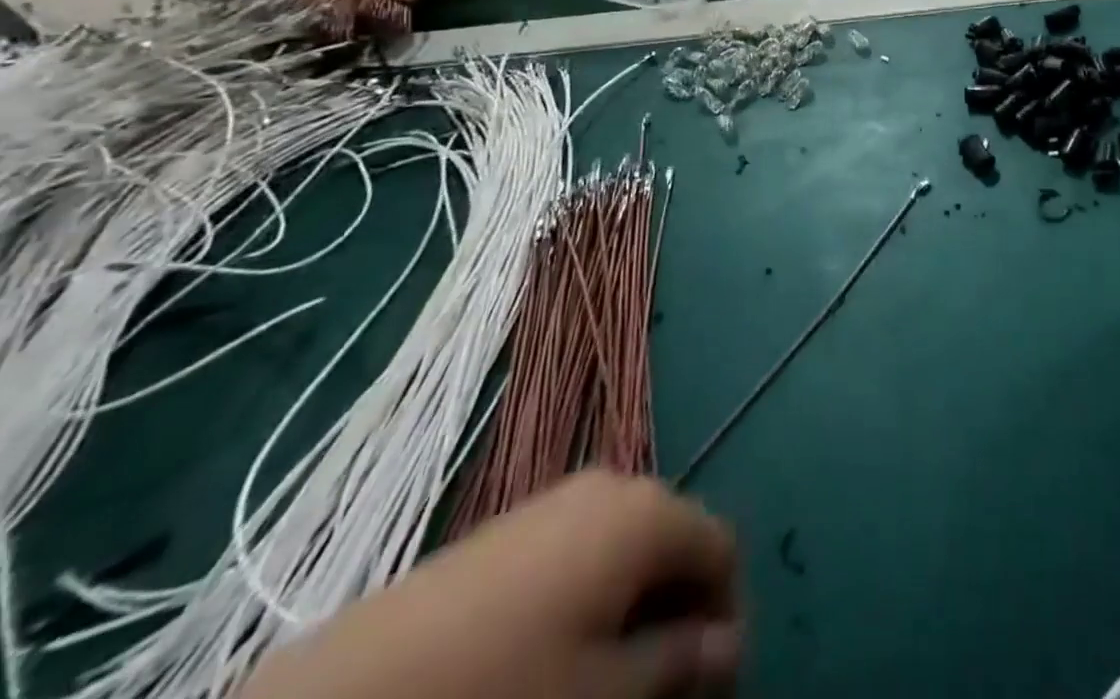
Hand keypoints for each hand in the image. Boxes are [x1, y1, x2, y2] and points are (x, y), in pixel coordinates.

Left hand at [240, 471, 739, 698]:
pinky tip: (560, 657)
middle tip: (663, 692)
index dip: (727, 617)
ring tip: (613, 681)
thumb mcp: (604, 694)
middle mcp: (612, 484)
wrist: (348, 695)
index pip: (721, 547)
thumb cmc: (502, 692)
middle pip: (675, 542)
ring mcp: (557, 501)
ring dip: (638, 609)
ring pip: (628, 548)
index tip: (711, 686)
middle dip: (680, 613)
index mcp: (646, 509)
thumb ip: (680, 663)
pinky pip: (582, 551)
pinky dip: (593, 599)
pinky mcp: (512, 527)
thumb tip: (729, 644)